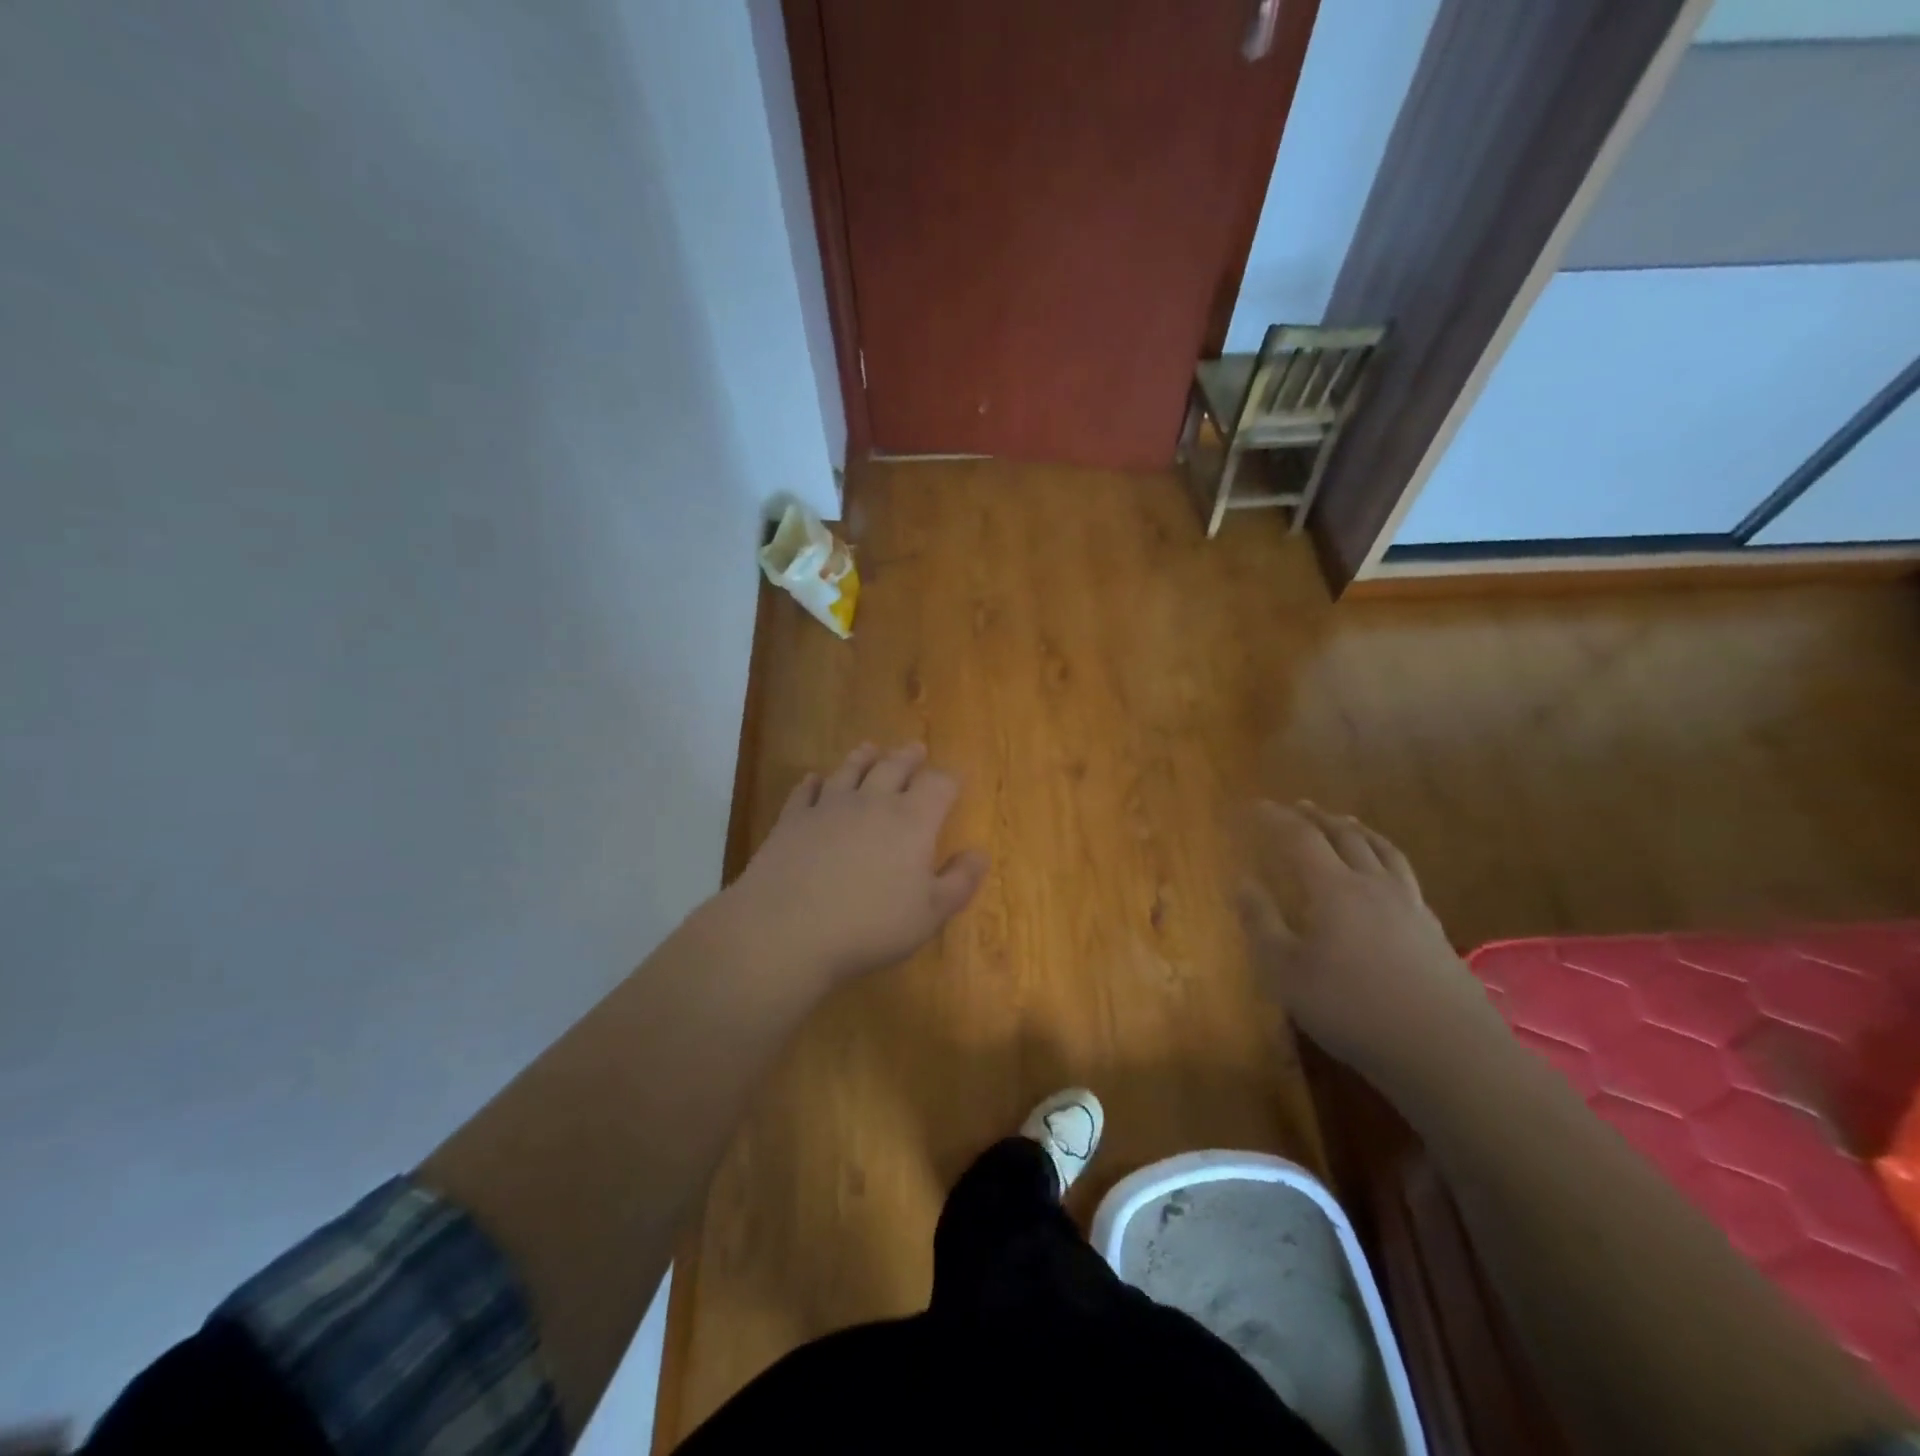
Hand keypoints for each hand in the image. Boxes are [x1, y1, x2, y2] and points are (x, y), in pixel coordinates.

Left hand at [723, 743, 988, 987]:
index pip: (938, 785)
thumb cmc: (870, 925)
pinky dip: (812, 782)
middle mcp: (872, 802)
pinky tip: (814, 779)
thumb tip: (980, 852)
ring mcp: (828, 807)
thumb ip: (960, 881)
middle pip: (894, 767)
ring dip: (863, 757)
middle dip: (908, 757)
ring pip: (850, 770)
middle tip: (915, 748)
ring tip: (871, 748)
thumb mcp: (930, 914)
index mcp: (912, 821)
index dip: (949, 780)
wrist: (786, 930)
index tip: (955, 780)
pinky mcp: (792, 820)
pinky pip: (805, 792)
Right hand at [1237, 801, 1502, 1084]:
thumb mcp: (1286, 972)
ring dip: (1357, 830)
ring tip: (1345, 822)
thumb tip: (1242, 882)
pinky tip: (1384, 873)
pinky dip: (1385, 858)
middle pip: (1345, 836)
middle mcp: (1374, 885)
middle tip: (1298, 806)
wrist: (1444, 1050)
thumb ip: (1261, 923)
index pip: (1301, 838)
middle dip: (1318, 817)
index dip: (1276, 818)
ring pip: (1383, 851)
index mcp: (1335, 889)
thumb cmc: (1351, 1009)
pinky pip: (1404, 874)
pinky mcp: (1433, 929)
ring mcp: (1410, 905)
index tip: (1255, 806)